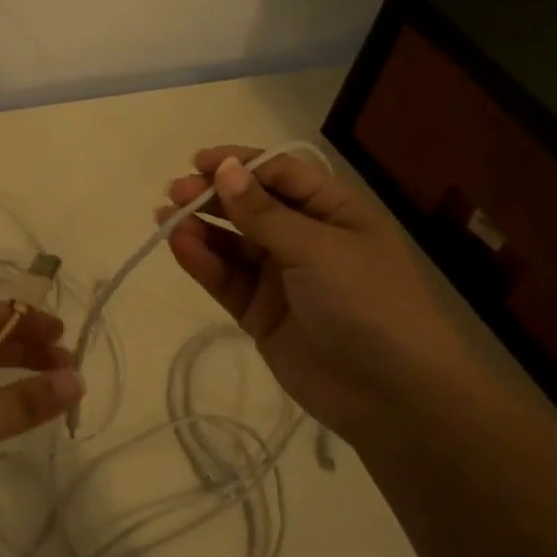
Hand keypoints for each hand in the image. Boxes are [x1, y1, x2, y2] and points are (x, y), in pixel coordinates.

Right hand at [161, 146, 493, 447]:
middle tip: (174, 192)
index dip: (241, 165)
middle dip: (213, 196)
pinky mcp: (260, 313)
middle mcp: (306, 240)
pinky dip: (203, 263)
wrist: (391, 394)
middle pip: (252, 208)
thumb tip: (224, 169)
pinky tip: (180, 246)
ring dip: (201, 229)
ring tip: (165, 218)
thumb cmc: (366, 302)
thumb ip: (263, 213)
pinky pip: (226, 280)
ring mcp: (281, 279)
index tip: (199, 162)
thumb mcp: (317, 248)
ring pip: (233, 245)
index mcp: (335, 213)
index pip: (281, 176)